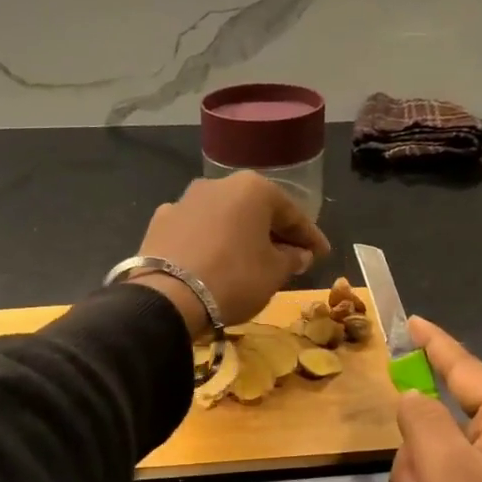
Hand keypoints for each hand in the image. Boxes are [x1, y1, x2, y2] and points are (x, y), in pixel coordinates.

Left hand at [133, 172, 329, 331]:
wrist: (167, 298)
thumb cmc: (234, 279)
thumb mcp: (274, 273)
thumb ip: (292, 259)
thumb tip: (299, 254)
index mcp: (253, 188)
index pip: (292, 213)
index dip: (310, 237)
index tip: (322, 254)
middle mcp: (217, 184)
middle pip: (255, 211)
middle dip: (274, 233)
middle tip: (291, 257)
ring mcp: (184, 201)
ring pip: (224, 218)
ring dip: (240, 236)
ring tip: (251, 260)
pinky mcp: (159, 222)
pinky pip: (196, 231)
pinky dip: (210, 243)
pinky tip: (213, 262)